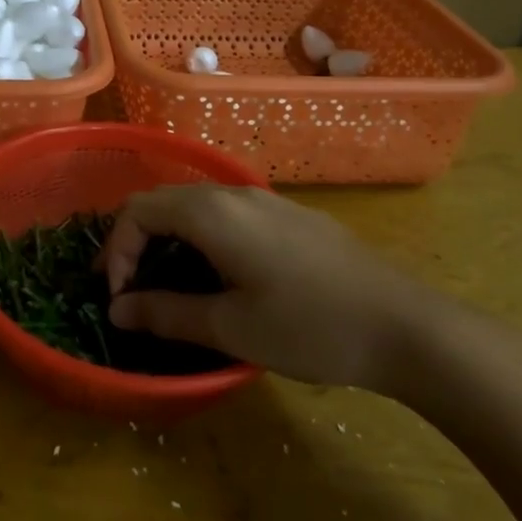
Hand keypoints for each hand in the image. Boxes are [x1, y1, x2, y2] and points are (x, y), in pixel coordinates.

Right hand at [100, 184, 453, 393]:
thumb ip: (166, 314)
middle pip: (164, 201)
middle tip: (131, 290)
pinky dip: (202, 238)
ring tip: (169, 286)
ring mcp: (266, 201)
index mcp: (213, 213)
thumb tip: (118, 310)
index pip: (138, 211)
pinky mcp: (290, 216)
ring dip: (170, 239)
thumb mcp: (231, 327)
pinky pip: (228, 214)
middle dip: (137, 242)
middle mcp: (234, 193)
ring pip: (197, 205)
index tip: (119, 299)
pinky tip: (220, 277)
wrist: (405, 325)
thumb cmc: (310, 327)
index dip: (116, 251)